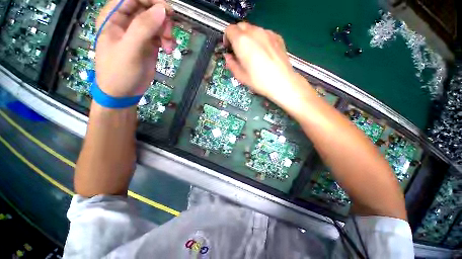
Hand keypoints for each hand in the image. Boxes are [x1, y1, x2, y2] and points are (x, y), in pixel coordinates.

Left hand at [94, 0, 174, 96]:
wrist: (124, 92)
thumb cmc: (119, 72)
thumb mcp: (129, 49)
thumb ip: (143, 28)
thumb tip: (162, 10)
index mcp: (113, 16)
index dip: (150, 0)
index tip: (166, 10)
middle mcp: (126, 21)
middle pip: (148, 6)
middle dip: (161, 17)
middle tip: (168, 33)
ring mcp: (139, 33)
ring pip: (157, 20)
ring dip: (167, 31)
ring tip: (168, 47)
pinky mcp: (149, 44)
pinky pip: (161, 34)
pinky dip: (168, 40)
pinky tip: (169, 50)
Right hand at [223, 22, 309, 106]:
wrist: (282, 82)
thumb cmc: (259, 81)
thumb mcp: (240, 76)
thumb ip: (231, 64)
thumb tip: (228, 57)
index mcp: (242, 41)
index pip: (229, 30)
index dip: (227, 39)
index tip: (229, 49)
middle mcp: (254, 32)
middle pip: (240, 26)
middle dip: (236, 36)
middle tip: (238, 51)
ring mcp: (267, 33)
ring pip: (252, 29)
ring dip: (248, 37)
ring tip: (251, 53)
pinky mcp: (277, 37)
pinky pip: (263, 33)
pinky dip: (259, 39)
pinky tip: (263, 52)